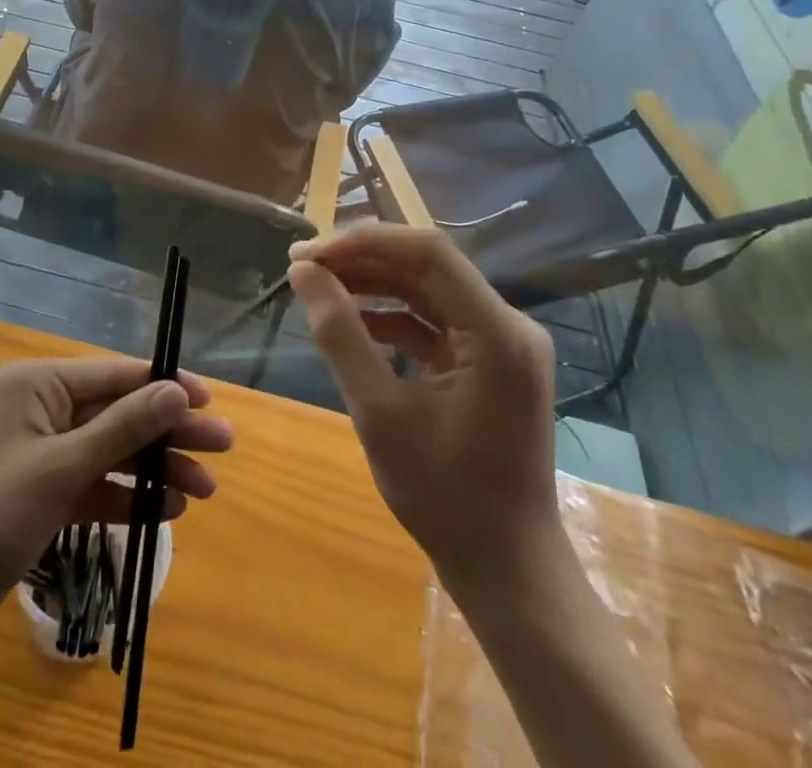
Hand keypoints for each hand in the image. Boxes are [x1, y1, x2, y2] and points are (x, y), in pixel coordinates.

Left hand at [0, 357, 233, 654]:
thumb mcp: (60, 469)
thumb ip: (122, 428)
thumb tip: (176, 391)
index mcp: (39, 384)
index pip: (115, 375)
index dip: (165, 386)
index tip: (210, 402)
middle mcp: (43, 408)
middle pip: (119, 413)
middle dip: (168, 431)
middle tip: (222, 448)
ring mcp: (43, 451)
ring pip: (112, 450)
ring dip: (154, 468)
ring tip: (204, 490)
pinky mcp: (44, 492)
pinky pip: (96, 484)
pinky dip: (128, 496)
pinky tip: (166, 509)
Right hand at [287, 225, 558, 588]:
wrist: (506, 571)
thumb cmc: (445, 497)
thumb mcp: (380, 413)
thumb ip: (340, 335)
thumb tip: (303, 273)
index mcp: (497, 332)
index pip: (428, 252)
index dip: (365, 242)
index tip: (310, 254)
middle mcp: (508, 325)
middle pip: (428, 266)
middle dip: (363, 260)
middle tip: (303, 267)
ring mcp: (501, 344)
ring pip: (428, 290)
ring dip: (373, 283)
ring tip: (318, 287)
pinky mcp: (488, 362)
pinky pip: (434, 321)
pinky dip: (392, 316)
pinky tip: (353, 321)